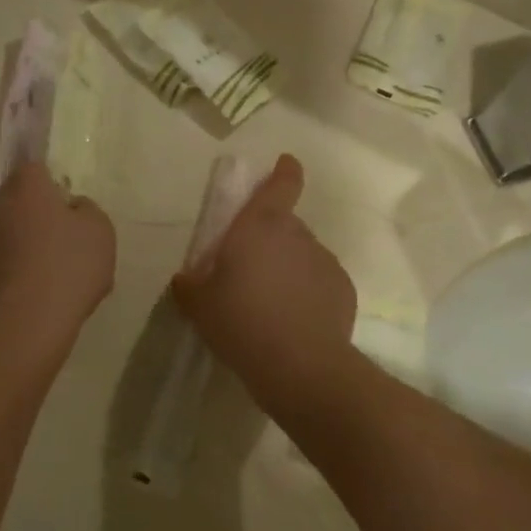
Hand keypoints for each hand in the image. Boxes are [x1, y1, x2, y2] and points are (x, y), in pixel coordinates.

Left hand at [0, 163, 114, 342]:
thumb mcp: (100, 231)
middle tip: (64, 240)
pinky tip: (34, 294)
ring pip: (6, 233)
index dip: (52, 184)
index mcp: (25, 188)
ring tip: (50, 273)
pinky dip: (13, 271)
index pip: (34, 168)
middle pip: (18, 201)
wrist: (26, 322)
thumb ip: (87, 209)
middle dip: (37, 215)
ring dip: (23, 244)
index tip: (67, 205)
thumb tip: (72, 206)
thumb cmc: (68, 266)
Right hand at [172, 155, 355, 404]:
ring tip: (272, 304)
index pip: (280, 184)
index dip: (284, 172)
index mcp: (260, 226)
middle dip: (271, 240)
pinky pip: (320, 282)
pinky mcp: (343, 290)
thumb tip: (187, 278)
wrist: (300, 367)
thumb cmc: (241, 322)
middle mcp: (297, 235)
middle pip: (285, 225)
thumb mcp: (199, 304)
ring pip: (303, 255)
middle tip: (251, 271)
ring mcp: (325, 261)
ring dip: (289, 268)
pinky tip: (295, 321)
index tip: (285, 164)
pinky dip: (308, 292)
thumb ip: (190, 284)